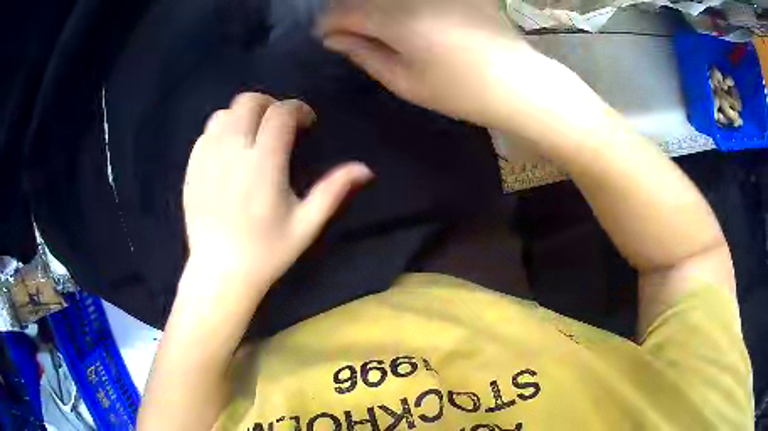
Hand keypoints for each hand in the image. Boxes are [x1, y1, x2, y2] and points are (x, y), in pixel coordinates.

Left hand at [182, 93, 372, 294]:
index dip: (298, 109)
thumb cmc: (266, 253)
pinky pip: (206, 133)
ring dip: (243, 116)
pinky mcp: (191, 168)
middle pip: (248, 102)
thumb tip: (365, 169)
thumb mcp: (306, 225)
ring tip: (253, 136)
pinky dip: (222, 131)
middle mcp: (232, 152)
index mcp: (263, 165)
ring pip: (224, 113)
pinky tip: (230, 152)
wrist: (219, 273)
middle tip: (279, 125)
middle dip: (269, 105)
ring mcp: (207, 159)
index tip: (306, 123)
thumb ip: (333, 191)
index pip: (280, 114)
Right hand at [318, 0, 612, 149]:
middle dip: (348, 12)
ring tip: (374, 26)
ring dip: (372, 5)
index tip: (326, 37)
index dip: (328, 24)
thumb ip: (364, 53)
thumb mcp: (404, 81)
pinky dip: (399, 2)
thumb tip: (334, 38)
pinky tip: (405, 18)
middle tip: (348, 31)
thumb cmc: (460, 90)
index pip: (343, 11)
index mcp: (396, 19)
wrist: (518, 82)